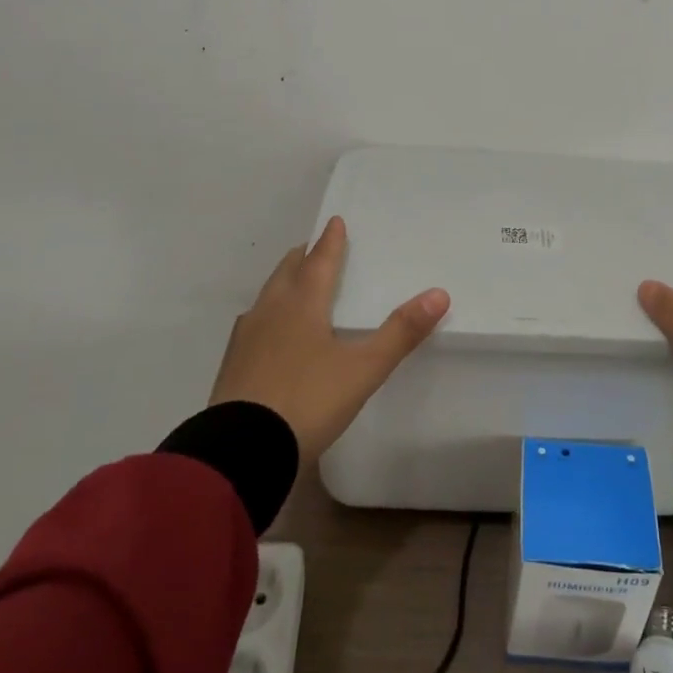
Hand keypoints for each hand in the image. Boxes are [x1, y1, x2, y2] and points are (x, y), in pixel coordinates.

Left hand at [209, 215, 449, 462]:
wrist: (240, 452)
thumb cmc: (307, 401)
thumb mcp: (363, 369)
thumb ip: (401, 332)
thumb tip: (439, 293)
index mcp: (302, 305)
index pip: (320, 261)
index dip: (330, 241)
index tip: (335, 221)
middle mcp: (271, 312)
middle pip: (288, 272)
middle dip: (303, 257)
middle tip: (315, 248)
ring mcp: (246, 339)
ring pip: (267, 297)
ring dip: (283, 284)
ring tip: (295, 284)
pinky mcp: (232, 366)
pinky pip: (253, 325)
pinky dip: (268, 315)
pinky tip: (270, 333)